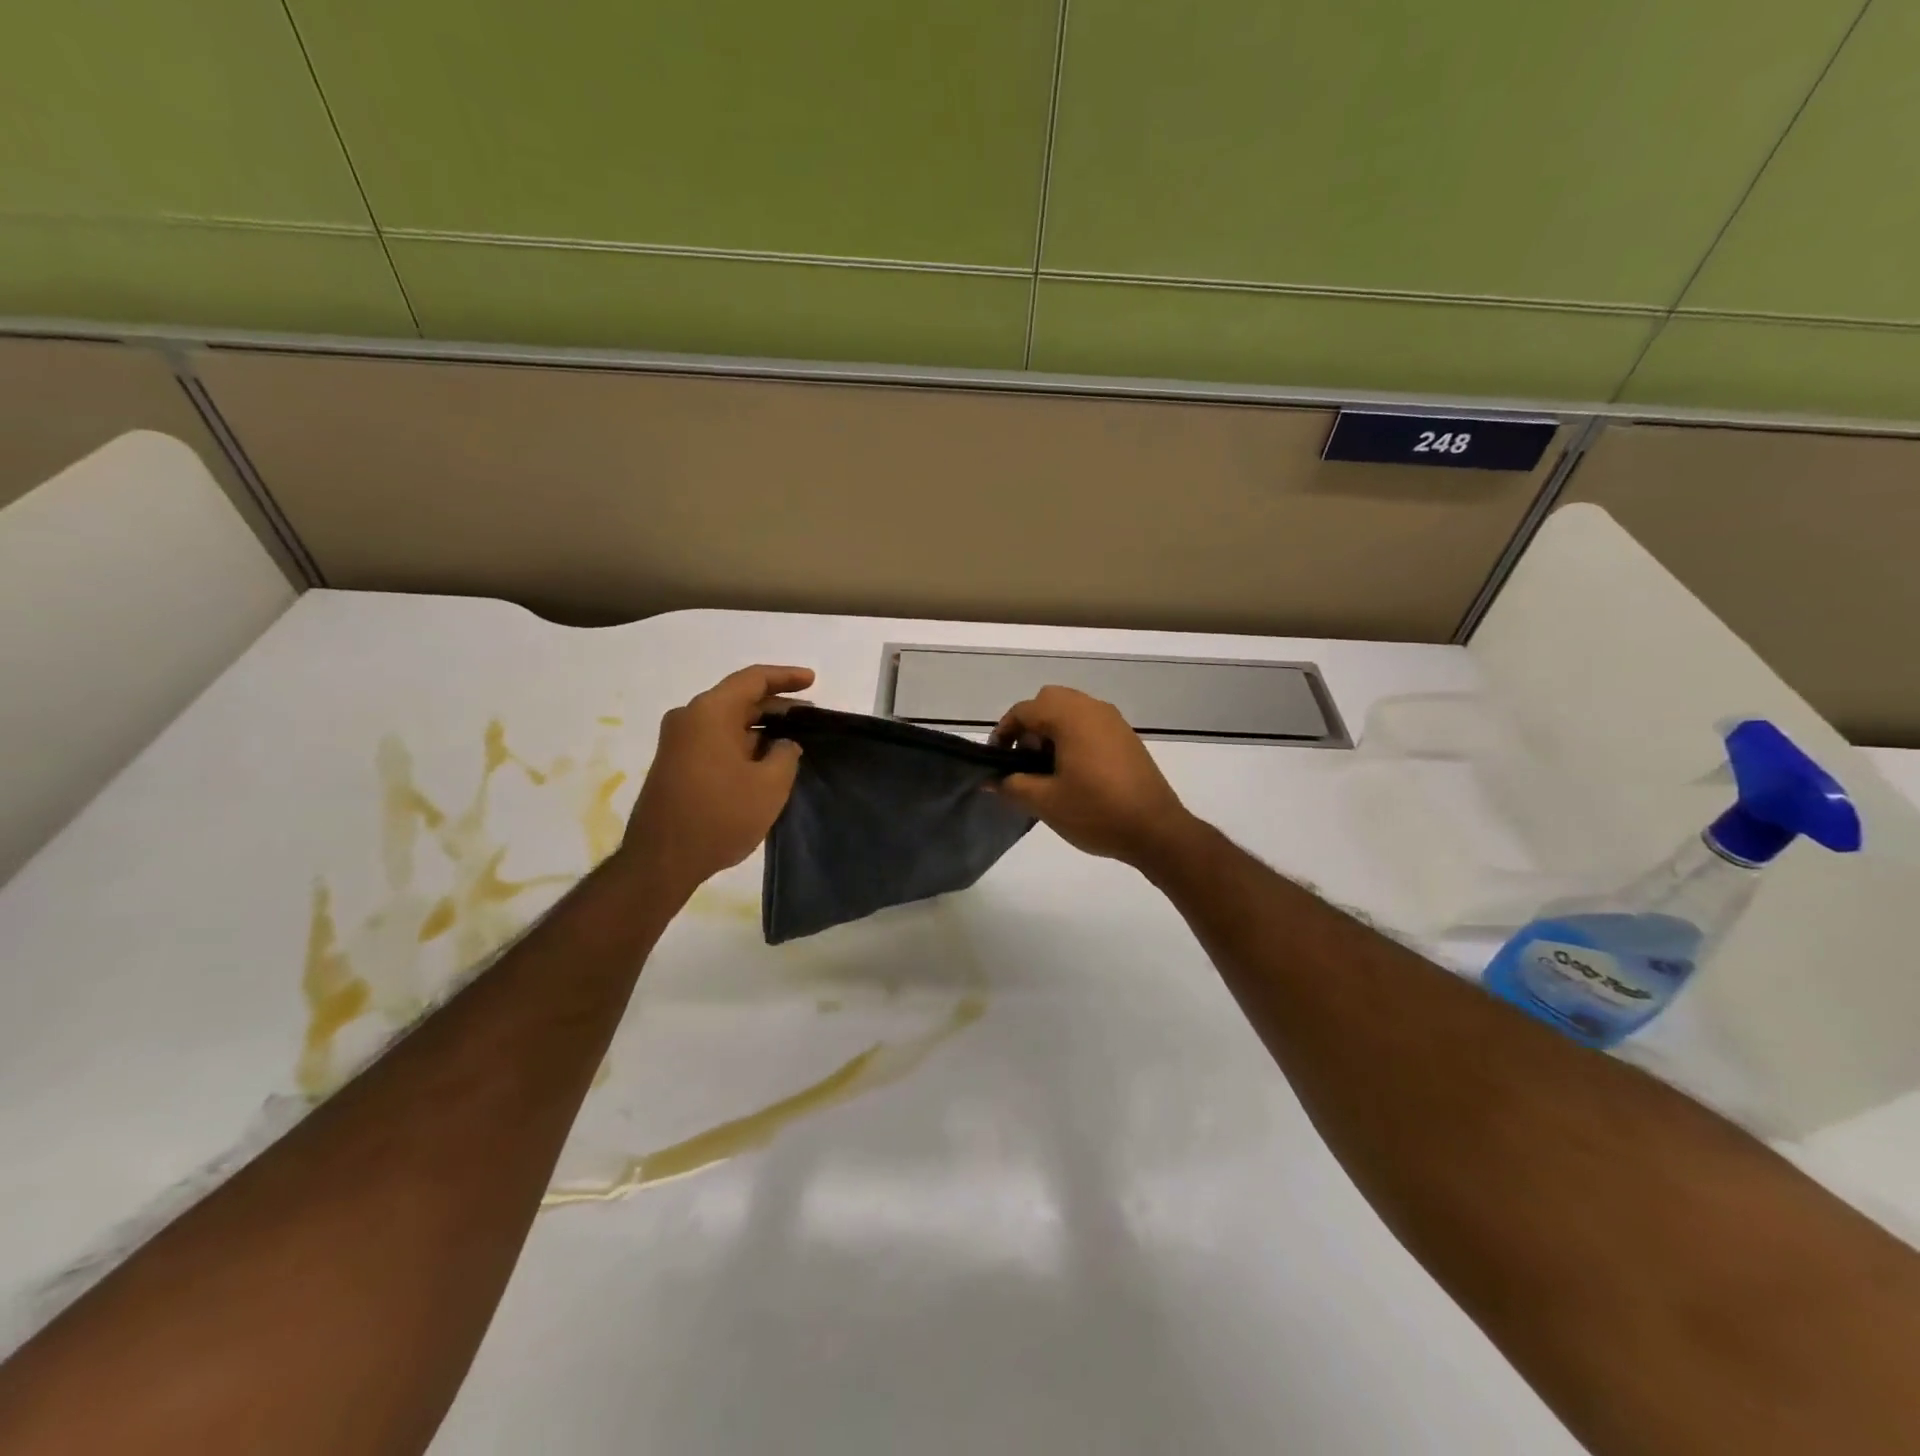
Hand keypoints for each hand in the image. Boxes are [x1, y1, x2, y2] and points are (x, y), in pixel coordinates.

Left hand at [619, 665, 813, 892]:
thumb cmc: (720, 815)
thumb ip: (785, 755)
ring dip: (760, 728)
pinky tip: (766, 761)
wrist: (662, 860)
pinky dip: (743, 744)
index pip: (753, 680)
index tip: (813, 681)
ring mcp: (678, 742)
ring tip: (793, 739)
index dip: (786, 677)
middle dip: (776, 706)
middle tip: (809, 716)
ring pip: (727, 722)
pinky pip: (715, 741)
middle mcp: (689, 718)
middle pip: (739, 699)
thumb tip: (782, 745)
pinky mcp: (676, 765)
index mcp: (710, 712)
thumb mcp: (770, 785)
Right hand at [992, 686, 1196, 869]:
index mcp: (1070, 716)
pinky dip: (1074, 736)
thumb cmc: (1096, 811)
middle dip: (1030, 725)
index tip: (996, 760)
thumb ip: (1012, 785)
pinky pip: (1091, 724)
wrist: (1156, 830)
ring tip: (1047, 769)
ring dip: (1052, 730)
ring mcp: (1114, 721)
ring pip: (1072, 710)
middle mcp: (1093, 708)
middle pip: (1049, 701)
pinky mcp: (1127, 737)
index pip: (1024, 710)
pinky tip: (1074, 772)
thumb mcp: (1045, 802)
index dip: (1003, 732)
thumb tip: (990, 780)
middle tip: (1023, 760)